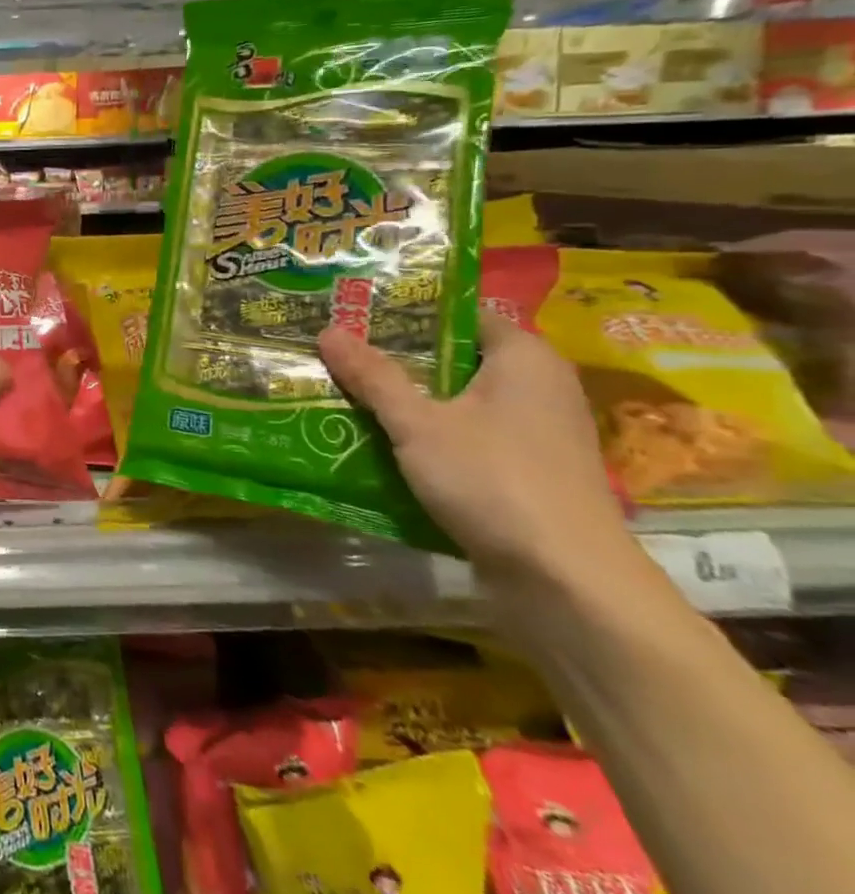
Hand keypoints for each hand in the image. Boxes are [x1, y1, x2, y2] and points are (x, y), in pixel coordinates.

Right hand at [317, 310, 633, 585]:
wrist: (566, 583)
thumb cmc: (494, 480)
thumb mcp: (419, 424)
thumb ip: (373, 376)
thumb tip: (328, 330)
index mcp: (524, 358)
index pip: (461, 314)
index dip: (409, 311)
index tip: (357, 311)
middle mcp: (537, 387)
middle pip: (455, 358)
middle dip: (396, 357)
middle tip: (338, 348)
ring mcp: (534, 433)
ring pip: (456, 400)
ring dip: (406, 399)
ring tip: (345, 389)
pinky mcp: (525, 472)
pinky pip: (465, 436)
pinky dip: (426, 434)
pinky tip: (379, 440)